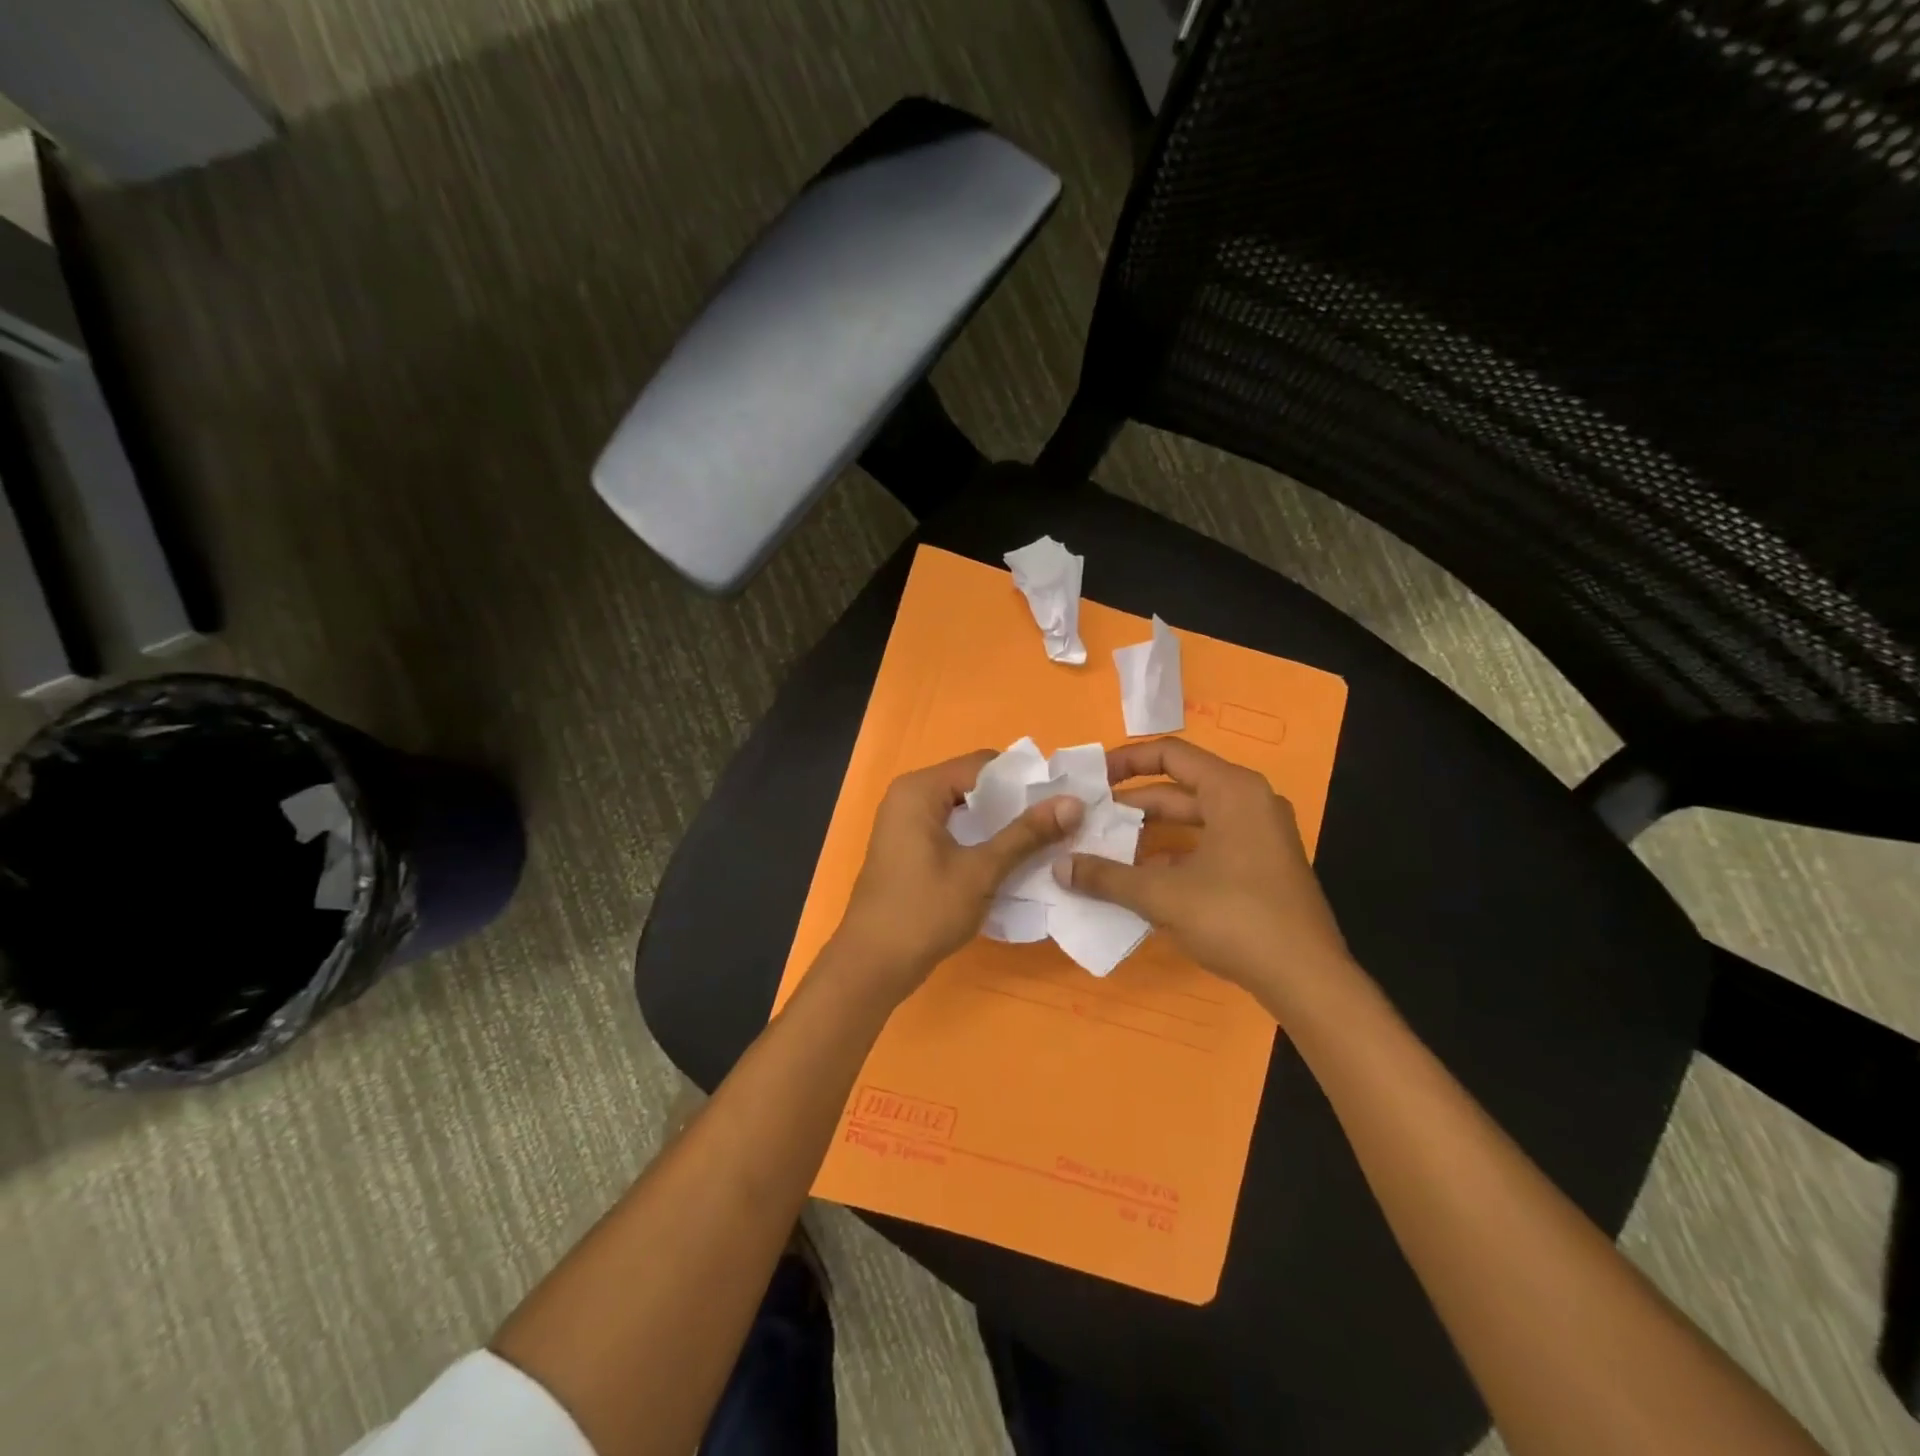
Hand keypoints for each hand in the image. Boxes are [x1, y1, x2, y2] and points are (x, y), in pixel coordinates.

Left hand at [833, 750, 1083, 1002]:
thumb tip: (1073, 803)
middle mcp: (908, 796)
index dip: (1024, 778)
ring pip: (963, 809)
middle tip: (1058, 819)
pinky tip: (1009, 857)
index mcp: (919, 789)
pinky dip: (979, 838)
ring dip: (998, 823)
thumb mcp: (981, 871)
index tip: (1062, 797)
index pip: (982, 764)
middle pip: (972, 784)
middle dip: (1014, 801)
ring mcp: (905, 823)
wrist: (872, 964)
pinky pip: (951, 828)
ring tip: (1042, 837)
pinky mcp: (908, 847)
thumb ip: (1026, 834)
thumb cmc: (924, 911)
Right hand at [1055, 737, 1350, 1006]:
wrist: (1308, 980)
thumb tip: (1059, 867)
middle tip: (1087, 822)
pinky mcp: (1261, 867)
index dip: (1124, 762)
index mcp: (1232, 790)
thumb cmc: (1236, 919)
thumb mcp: (1163, 895)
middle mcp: (1249, 802)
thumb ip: (1107, 877)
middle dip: (1130, 806)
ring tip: (1103, 851)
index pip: (1169, 754)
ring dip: (1148, 835)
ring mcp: (1259, 836)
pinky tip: (1138, 880)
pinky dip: (1172, 857)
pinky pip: (1207, 846)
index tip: (1090, 781)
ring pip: (1191, 821)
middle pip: (1178, 789)